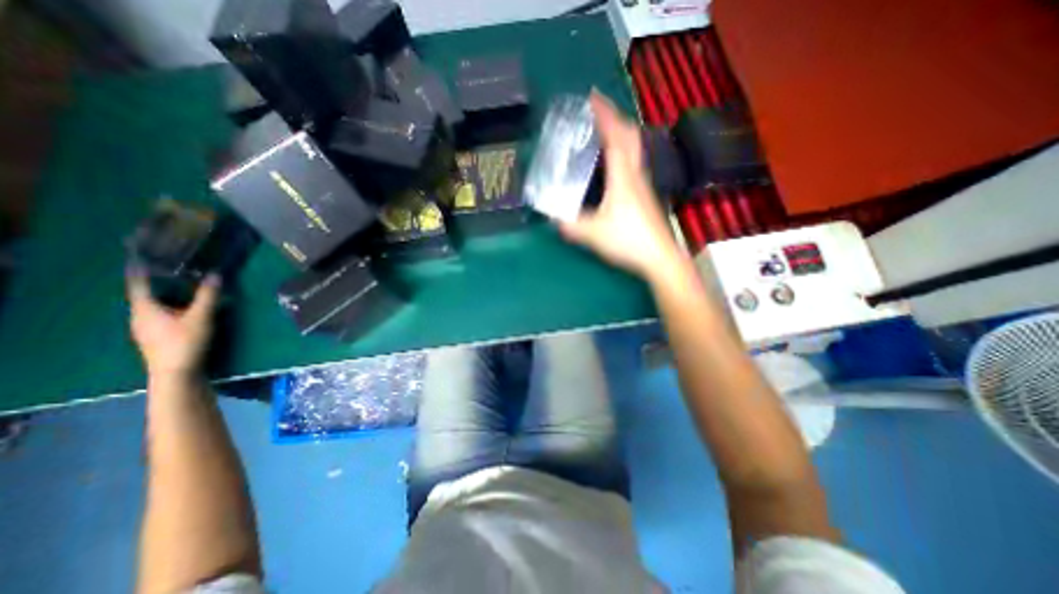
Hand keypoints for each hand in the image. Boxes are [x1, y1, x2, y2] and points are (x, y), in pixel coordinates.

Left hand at [125, 269, 221, 380]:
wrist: (176, 374)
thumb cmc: (184, 342)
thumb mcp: (201, 317)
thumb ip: (208, 296)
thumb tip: (215, 274)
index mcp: (145, 309)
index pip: (139, 284)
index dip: (140, 270)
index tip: (141, 257)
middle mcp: (139, 317)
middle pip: (146, 295)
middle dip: (157, 283)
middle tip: (172, 270)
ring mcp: (146, 329)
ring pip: (153, 306)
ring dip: (166, 296)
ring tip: (182, 287)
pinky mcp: (156, 337)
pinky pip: (159, 315)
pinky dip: (170, 307)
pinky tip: (184, 310)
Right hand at [557, 91, 681, 282]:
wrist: (659, 257)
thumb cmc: (628, 240)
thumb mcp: (593, 234)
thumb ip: (571, 226)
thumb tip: (553, 221)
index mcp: (623, 176)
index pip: (615, 136)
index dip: (604, 114)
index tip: (592, 97)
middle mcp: (635, 174)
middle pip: (630, 137)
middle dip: (615, 118)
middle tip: (598, 110)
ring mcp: (643, 185)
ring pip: (634, 150)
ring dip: (620, 134)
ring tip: (603, 132)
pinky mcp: (644, 196)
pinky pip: (633, 164)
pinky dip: (622, 153)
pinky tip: (613, 165)